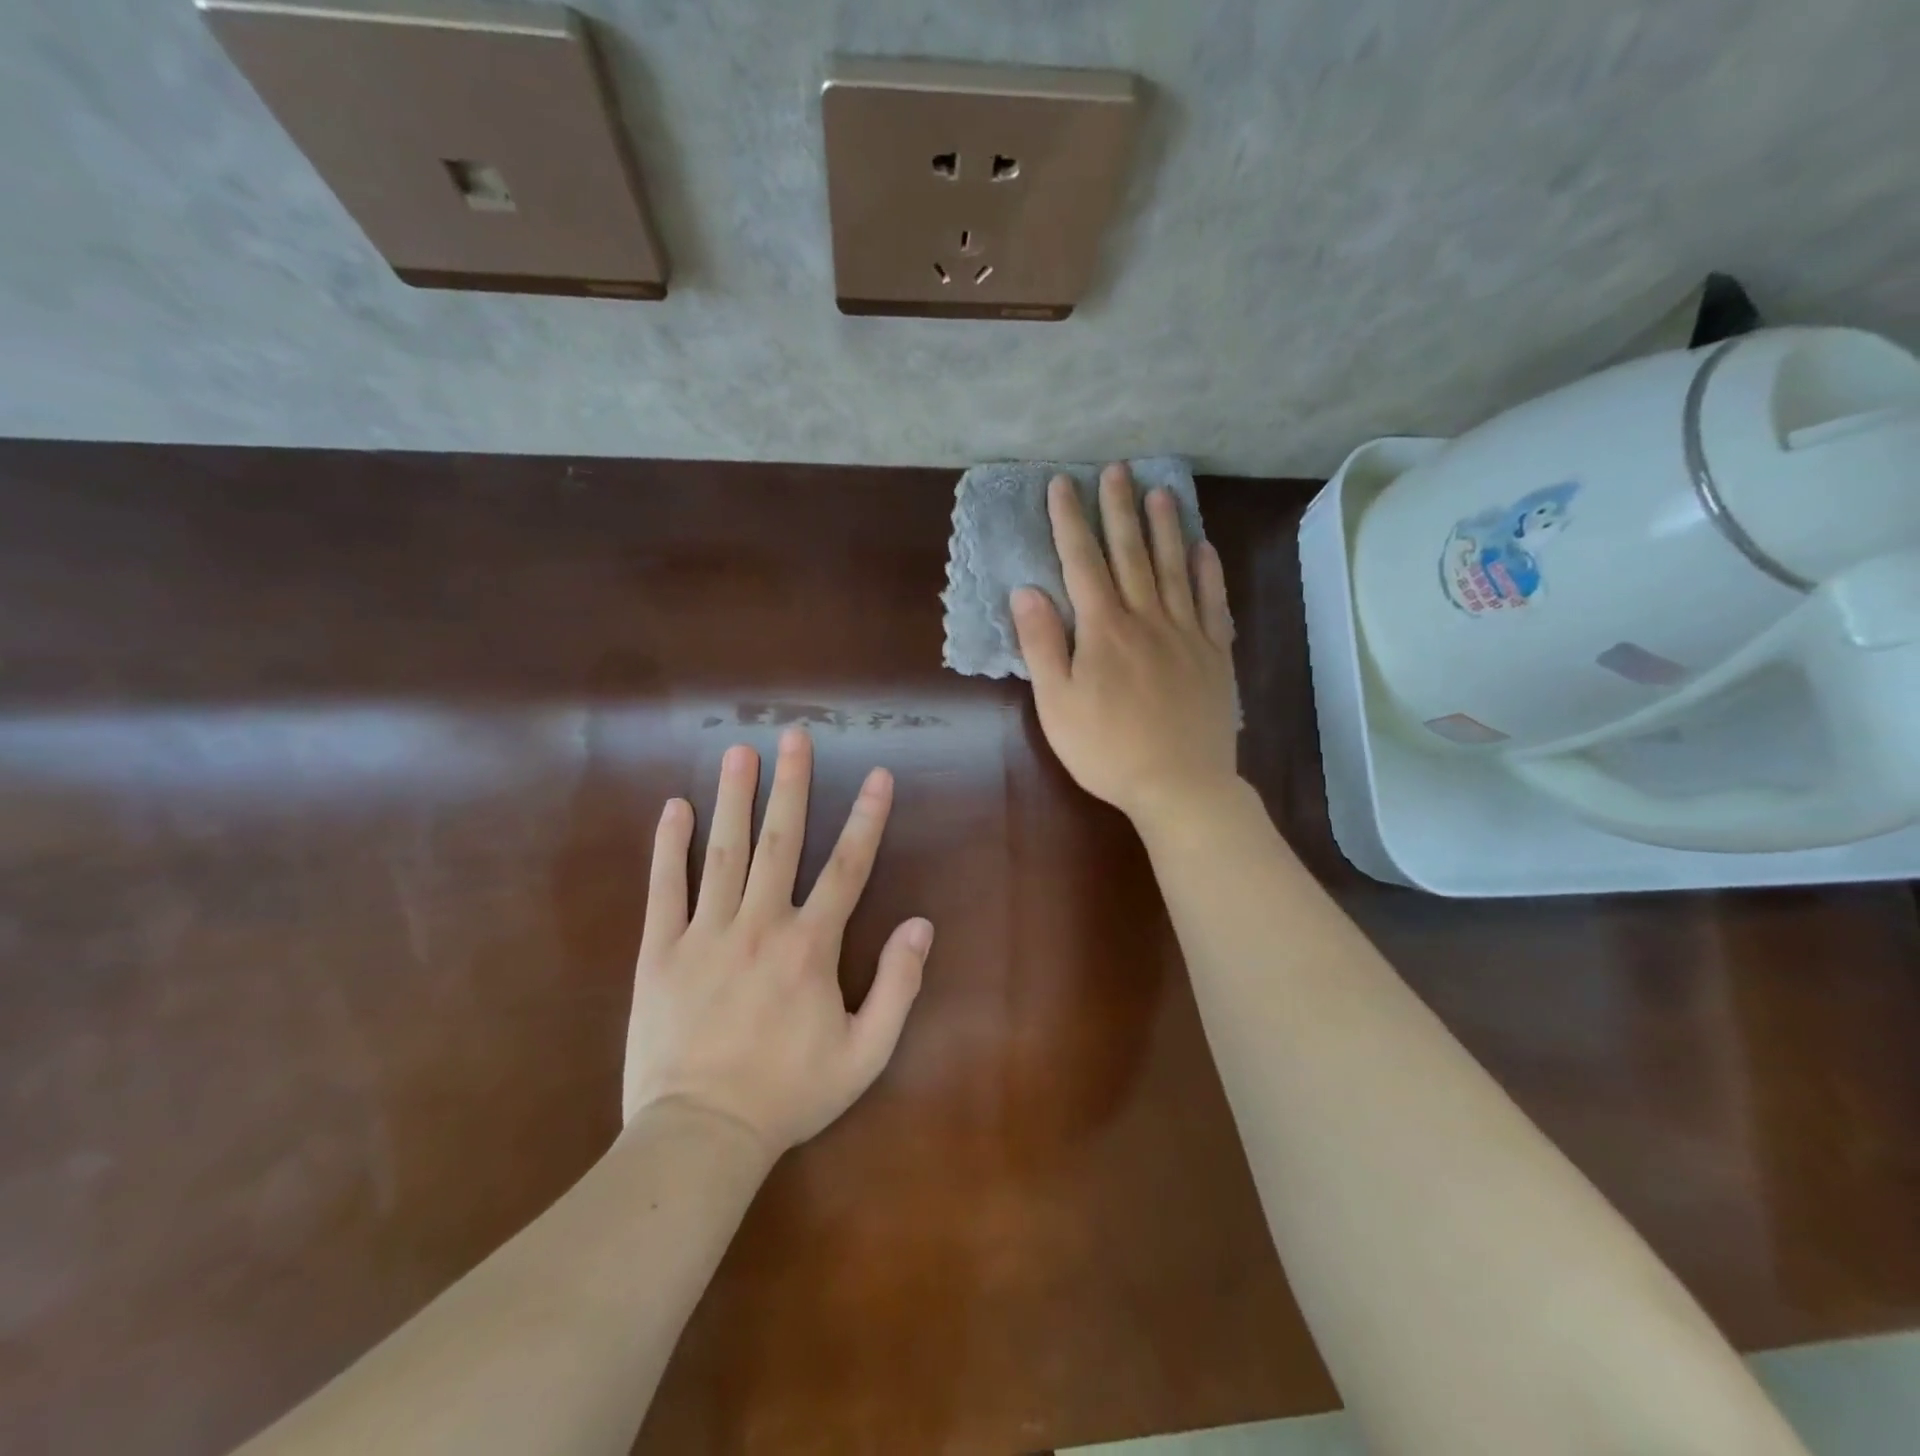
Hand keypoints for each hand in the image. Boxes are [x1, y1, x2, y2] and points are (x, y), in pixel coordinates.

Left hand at [622, 728, 932, 1154]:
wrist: (701, 1136)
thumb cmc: (789, 1094)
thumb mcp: (866, 1054)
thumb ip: (898, 987)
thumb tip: (920, 924)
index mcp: (811, 946)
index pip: (847, 866)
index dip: (867, 817)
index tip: (877, 774)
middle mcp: (760, 924)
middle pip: (781, 841)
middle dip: (791, 784)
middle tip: (794, 735)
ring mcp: (706, 933)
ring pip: (724, 852)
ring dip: (734, 798)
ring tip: (740, 752)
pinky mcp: (660, 951)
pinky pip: (665, 888)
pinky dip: (669, 846)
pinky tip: (675, 808)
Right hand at [1011, 463, 1239, 827]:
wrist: (1179, 784)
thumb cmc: (1106, 750)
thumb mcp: (1057, 704)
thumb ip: (1042, 645)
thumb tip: (1026, 591)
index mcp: (1103, 630)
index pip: (1082, 563)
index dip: (1069, 522)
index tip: (1062, 485)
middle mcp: (1146, 618)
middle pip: (1131, 553)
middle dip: (1118, 509)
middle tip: (1115, 469)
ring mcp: (1186, 633)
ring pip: (1174, 568)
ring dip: (1165, 527)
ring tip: (1159, 491)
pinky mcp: (1214, 654)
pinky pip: (1212, 602)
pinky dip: (1207, 572)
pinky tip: (1204, 549)